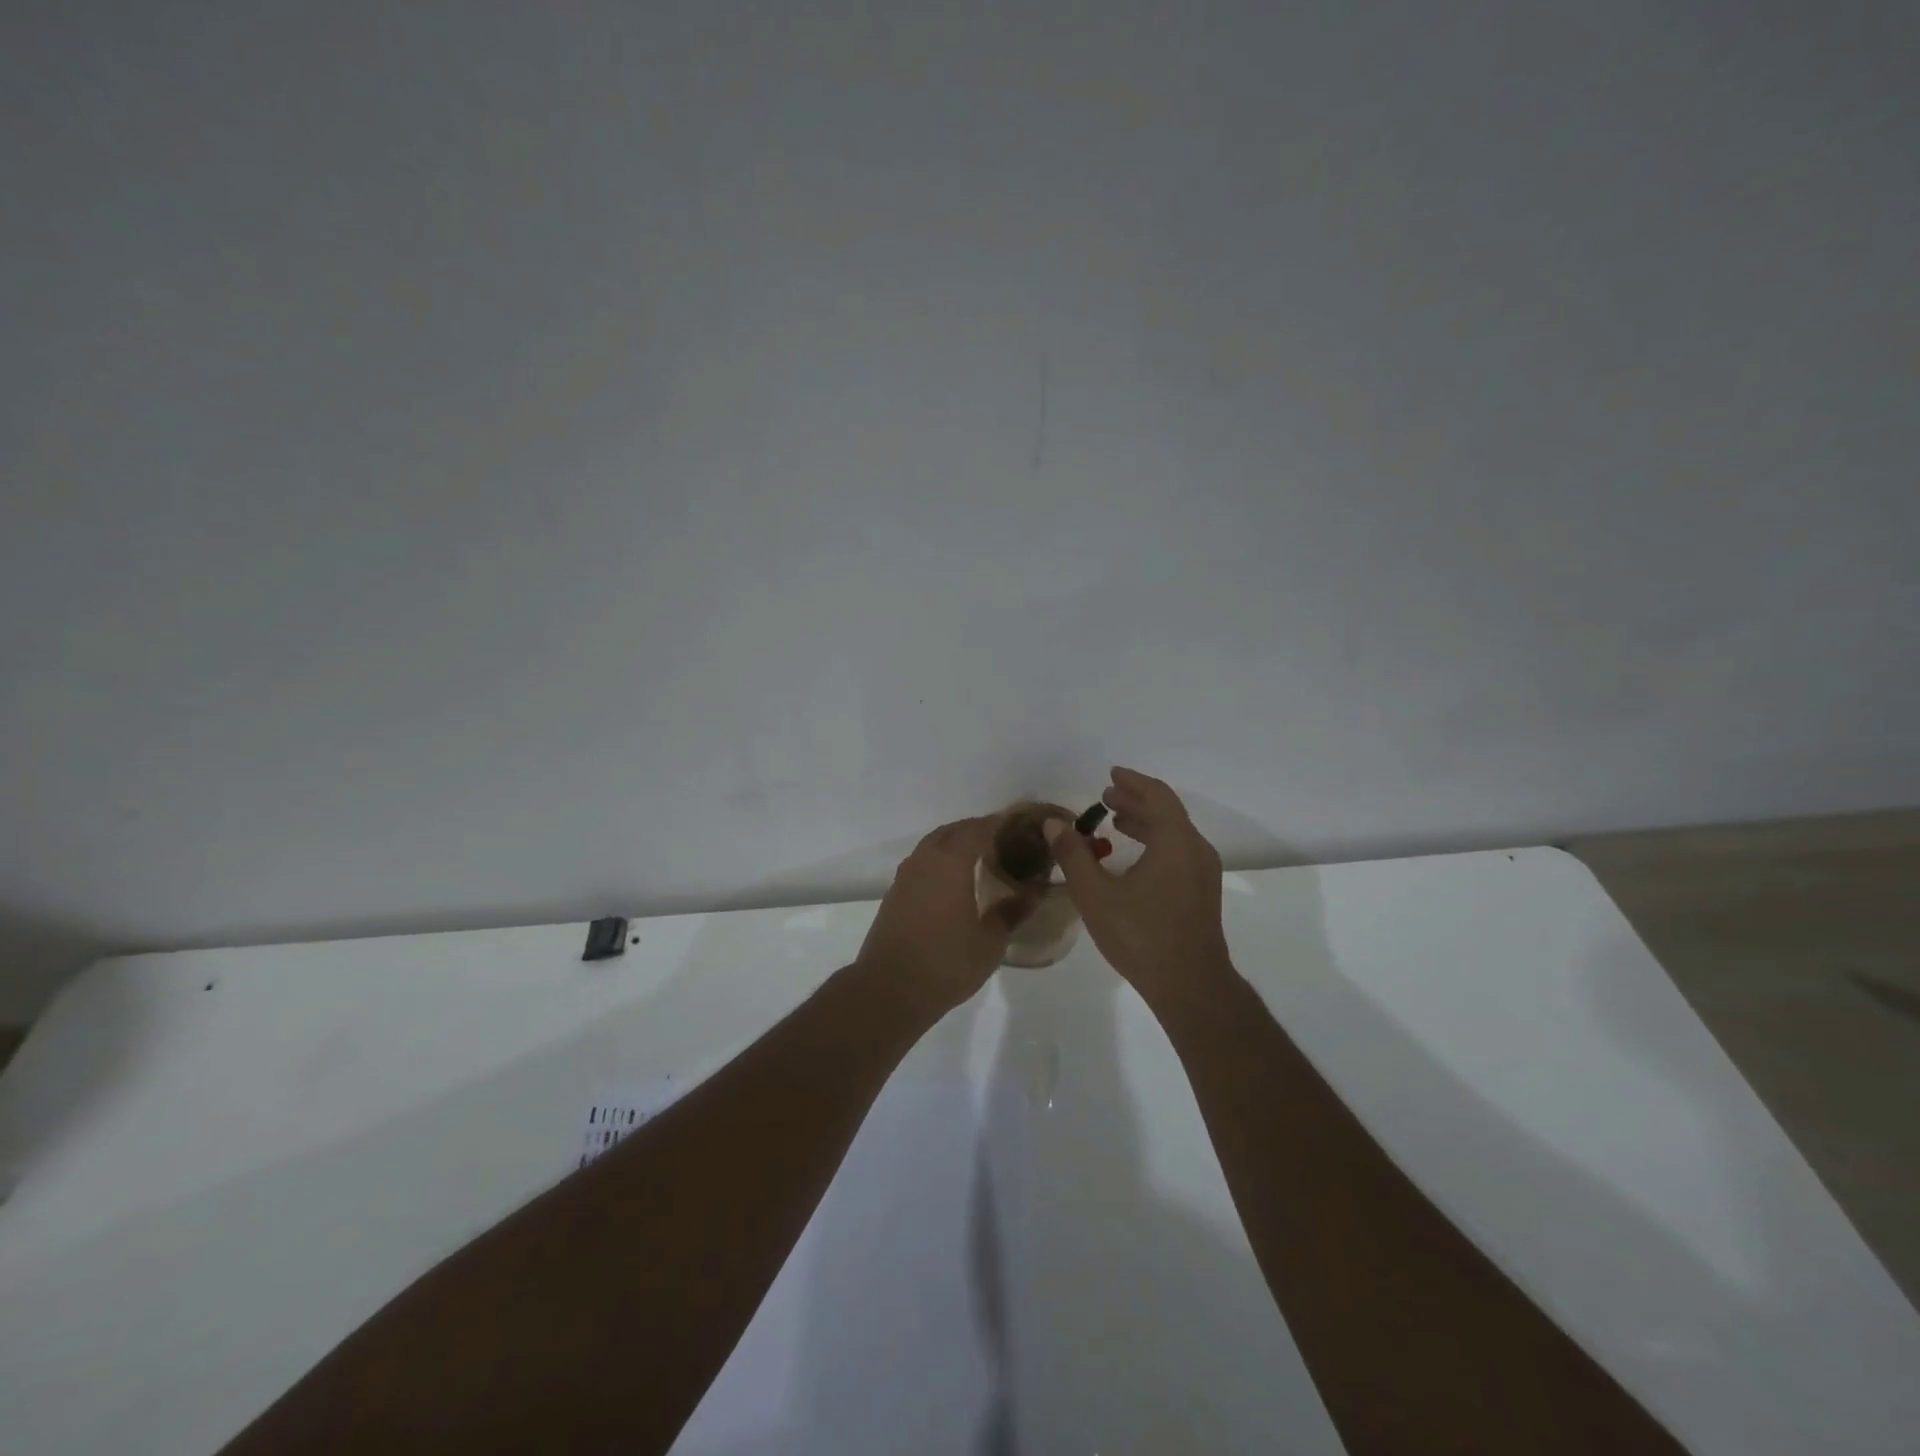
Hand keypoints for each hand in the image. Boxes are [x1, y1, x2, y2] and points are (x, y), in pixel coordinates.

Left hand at [856, 816, 1034, 1016]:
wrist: (890, 989)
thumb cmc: (946, 964)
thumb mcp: (990, 943)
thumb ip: (1011, 913)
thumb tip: (1032, 894)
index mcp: (951, 863)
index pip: (978, 829)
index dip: (998, 824)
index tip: (1017, 826)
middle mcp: (926, 860)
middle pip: (952, 831)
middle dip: (976, 830)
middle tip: (1001, 840)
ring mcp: (906, 876)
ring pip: (932, 844)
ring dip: (954, 842)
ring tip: (977, 856)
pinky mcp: (894, 893)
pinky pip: (921, 862)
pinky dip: (938, 860)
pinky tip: (951, 880)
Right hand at [1051, 767, 1232, 1007]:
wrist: (1190, 986)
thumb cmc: (1141, 936)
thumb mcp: (1096, 894)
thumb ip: (1073, 855)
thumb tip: (1053, 824)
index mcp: (1176, 842)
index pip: (1157, 796)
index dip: (1132, 781)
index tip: (1110, 774)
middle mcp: (1196, 850)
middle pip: (1167, 812)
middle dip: (1136, 800)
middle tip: (1106, 797)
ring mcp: (1203, 873)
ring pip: (1174, 833)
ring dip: (1145, 822)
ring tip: (1116, 822)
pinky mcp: (1202, 893)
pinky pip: (1178, 852)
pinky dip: (1155, 842)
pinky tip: (1133, 857)